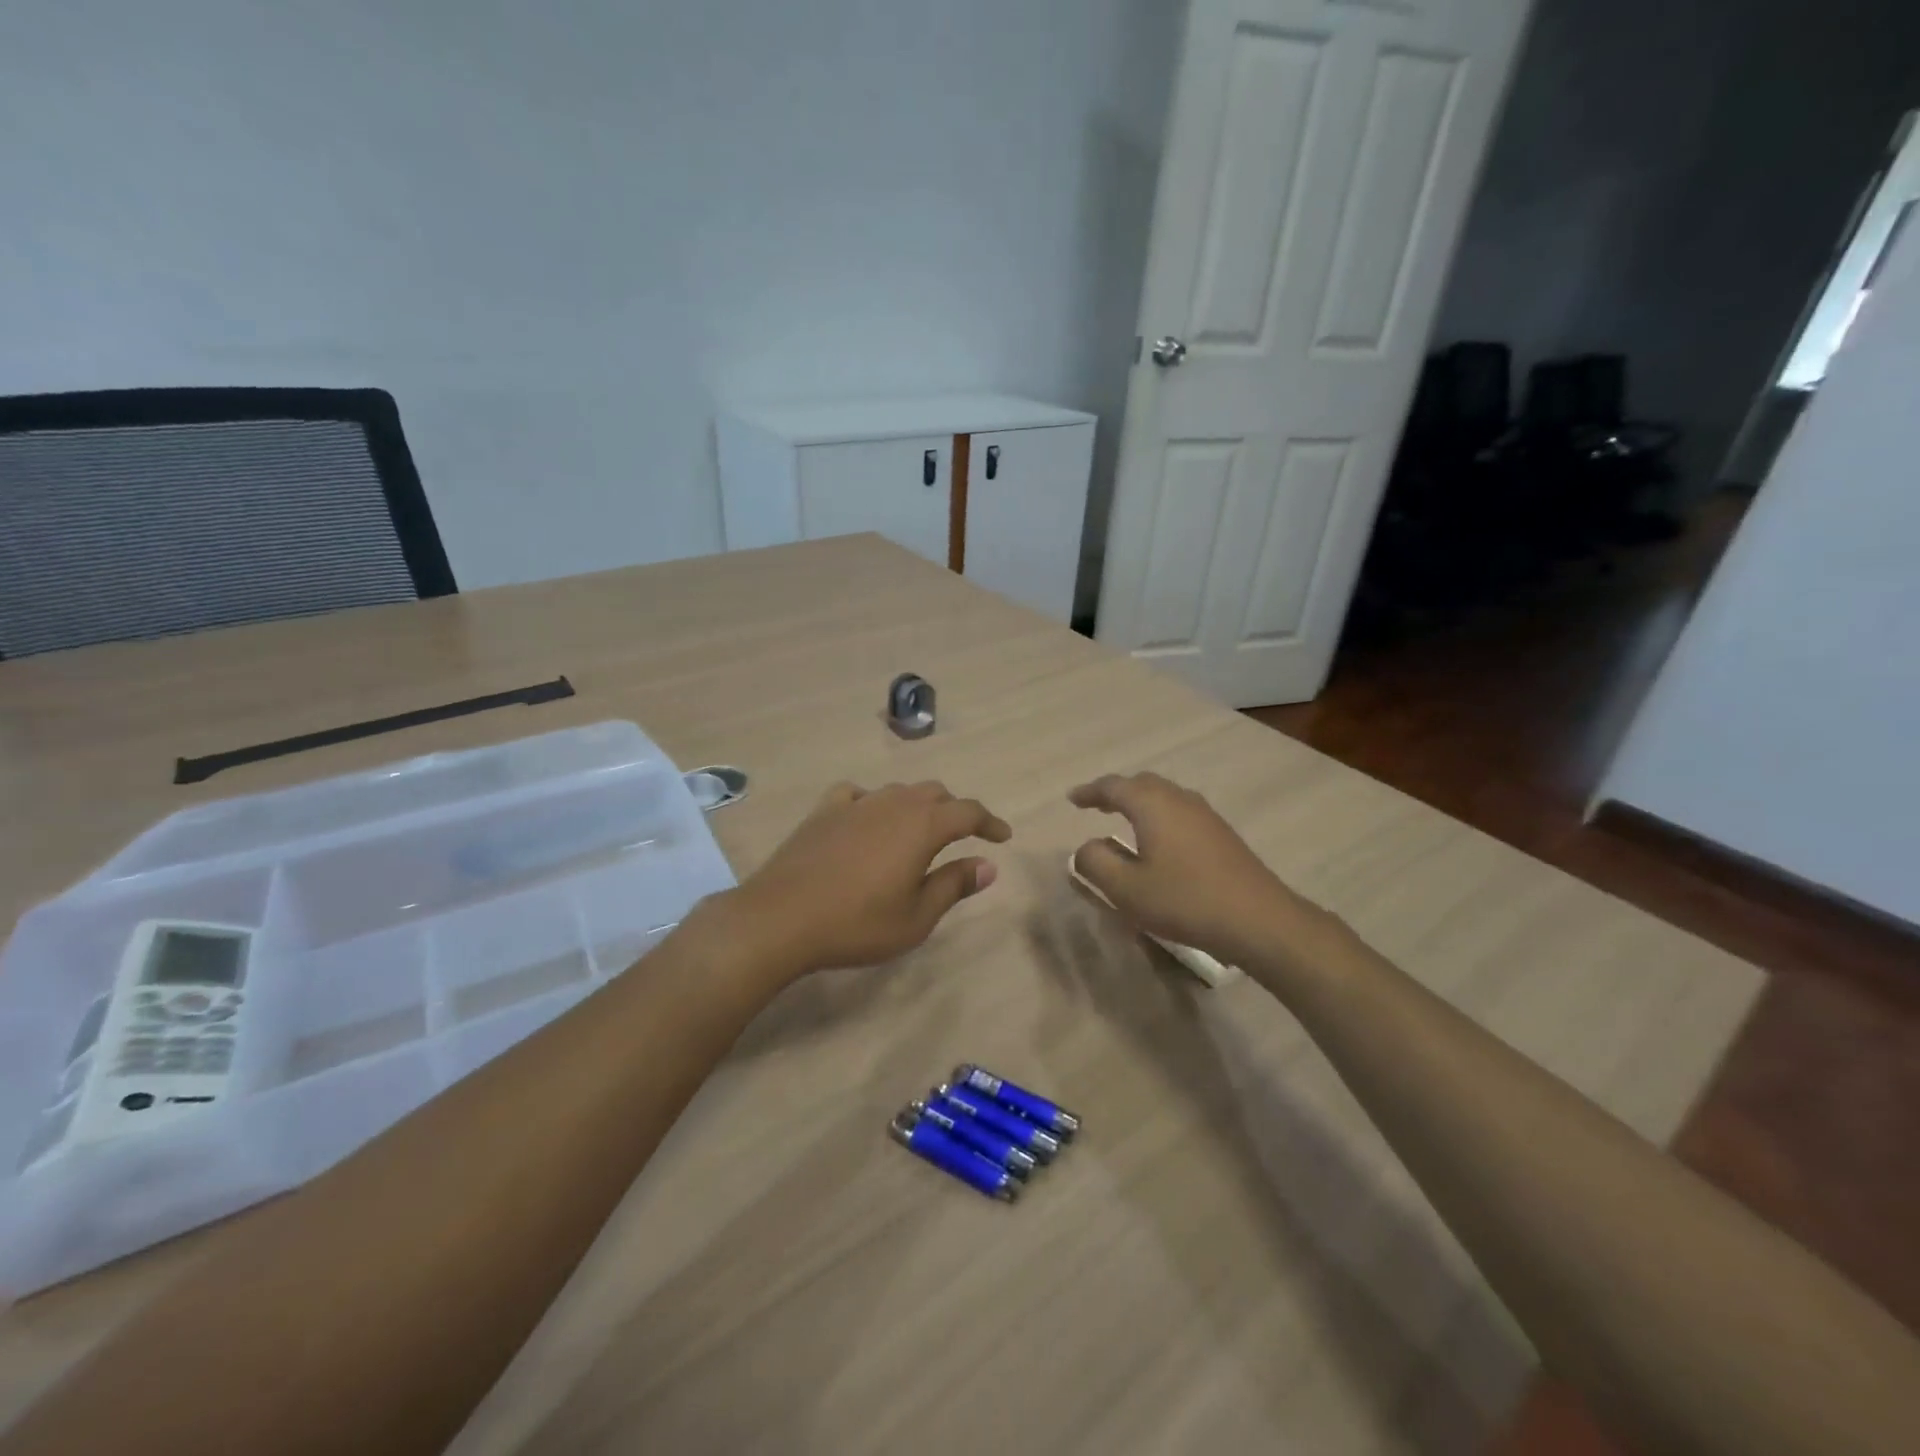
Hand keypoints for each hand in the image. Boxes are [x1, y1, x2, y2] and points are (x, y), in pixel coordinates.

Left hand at [732, 780, 1011, 975]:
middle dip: (955, 811)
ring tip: (918, 831)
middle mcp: (893, 803)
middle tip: (963, 836)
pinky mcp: (824, 811)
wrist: (780, 918)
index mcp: (922, 826)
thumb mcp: (916, 917)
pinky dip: (873, 803)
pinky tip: (867, 820)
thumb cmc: (857, 924)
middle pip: (935, 794)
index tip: (1003, 837)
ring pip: (898, 791)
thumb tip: (988, 865)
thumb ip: (954, 885)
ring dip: (917, 806)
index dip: (990, 822)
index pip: (968, 811)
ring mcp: (855, 803)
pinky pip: (858, 795)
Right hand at [1068, 772, 1321, 967]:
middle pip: (1141, 784)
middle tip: (1096, 805)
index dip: (1090, 792)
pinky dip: (1160, 815)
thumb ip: (1095, 863)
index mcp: (1152, 805)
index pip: (1113, 787)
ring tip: (1124, 819)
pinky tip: (1160, 840)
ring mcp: (1205, 815)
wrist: (1259, 920)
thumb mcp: (1127, 889)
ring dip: (1140, 802)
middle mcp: (1179, 800)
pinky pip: (1180, 811)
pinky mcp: (1222, 834)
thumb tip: (1085, 847)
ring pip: (1164, 796)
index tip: (1072, 799)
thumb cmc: (1185, 900)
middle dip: (1116, 792)